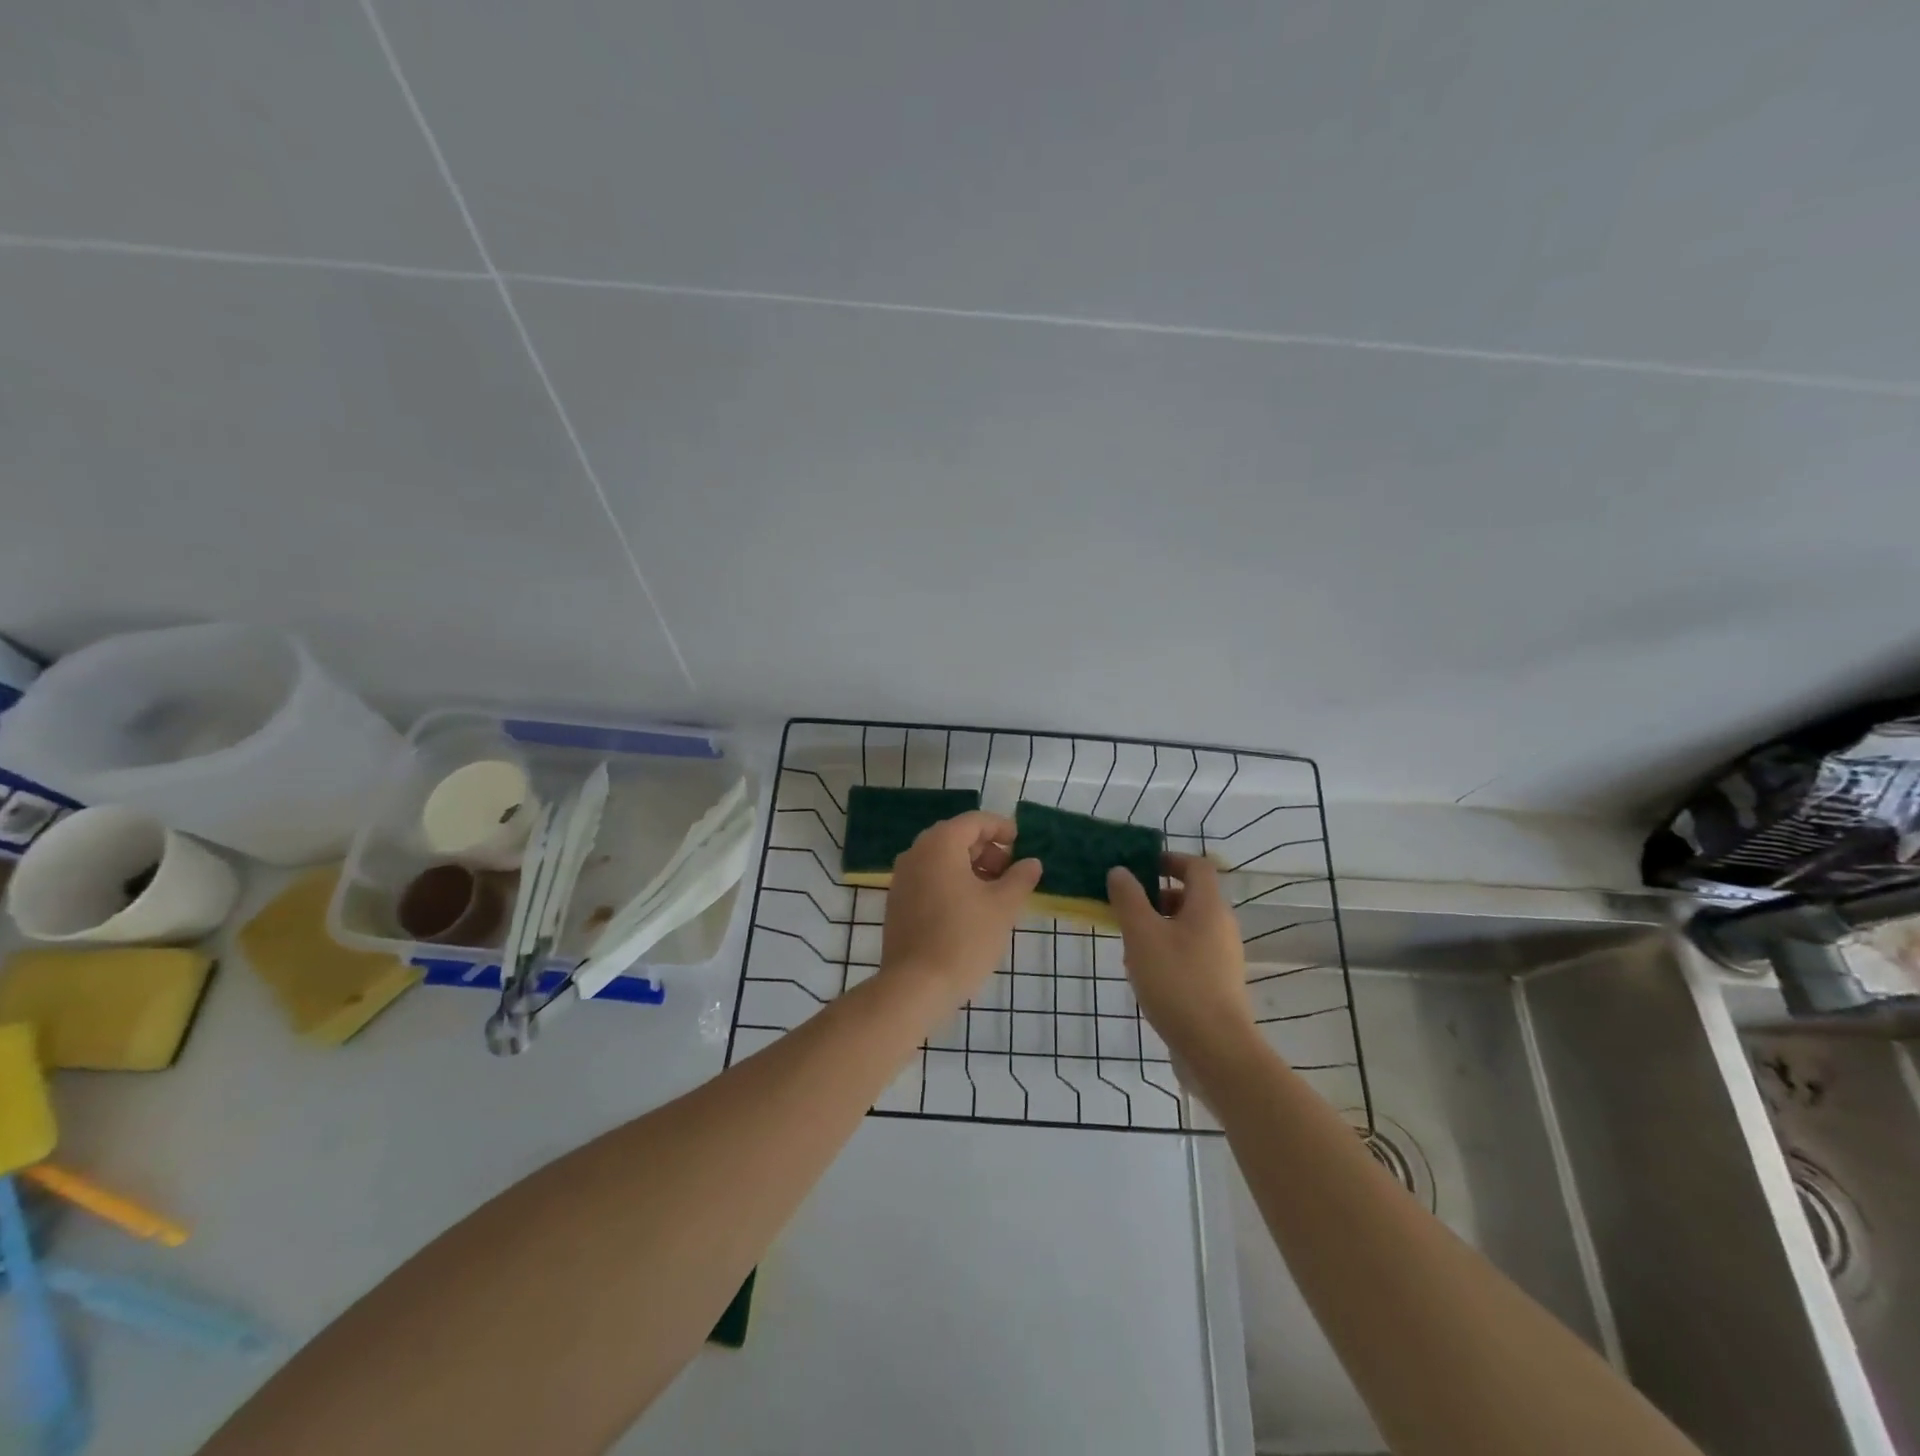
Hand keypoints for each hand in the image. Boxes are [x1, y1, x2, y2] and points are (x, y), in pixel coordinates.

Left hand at [880, 811, 1042, 1007]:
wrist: (915, 986)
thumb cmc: (964, 938)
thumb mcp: (1003, 907)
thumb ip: (1020, 878)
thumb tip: (1031, 863)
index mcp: (940, 844)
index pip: (975, 821)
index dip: (1001, 828)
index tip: (1022, 845)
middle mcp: (916, 853)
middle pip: (956, 837)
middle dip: (987, 850)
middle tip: (1011, 873)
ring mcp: (902, 878)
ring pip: (942, 859)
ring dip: (971, 868)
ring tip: (995, 894)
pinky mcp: (897, 902)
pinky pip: (929, 878)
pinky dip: (952, 882)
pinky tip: (970, 909)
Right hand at [1107, 854, 1255, 1061]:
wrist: (1215, 1050)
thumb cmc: (1177, 982)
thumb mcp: (1142, 935)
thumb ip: (1129, 899)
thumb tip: (1120, 871)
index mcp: (1209, 907)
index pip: (1197, 866)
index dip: (1169, 859)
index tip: (1140, 866)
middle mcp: (1221, 927)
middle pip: (1191, 897)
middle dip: (1156, 897)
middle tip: (1126, 908)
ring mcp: (1222, 958)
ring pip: (1187, 928)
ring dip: (1158, 927)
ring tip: (1129, 946)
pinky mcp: (1217, 984)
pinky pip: (1190, 954)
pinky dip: (1167, 952)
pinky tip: (1144, 975)